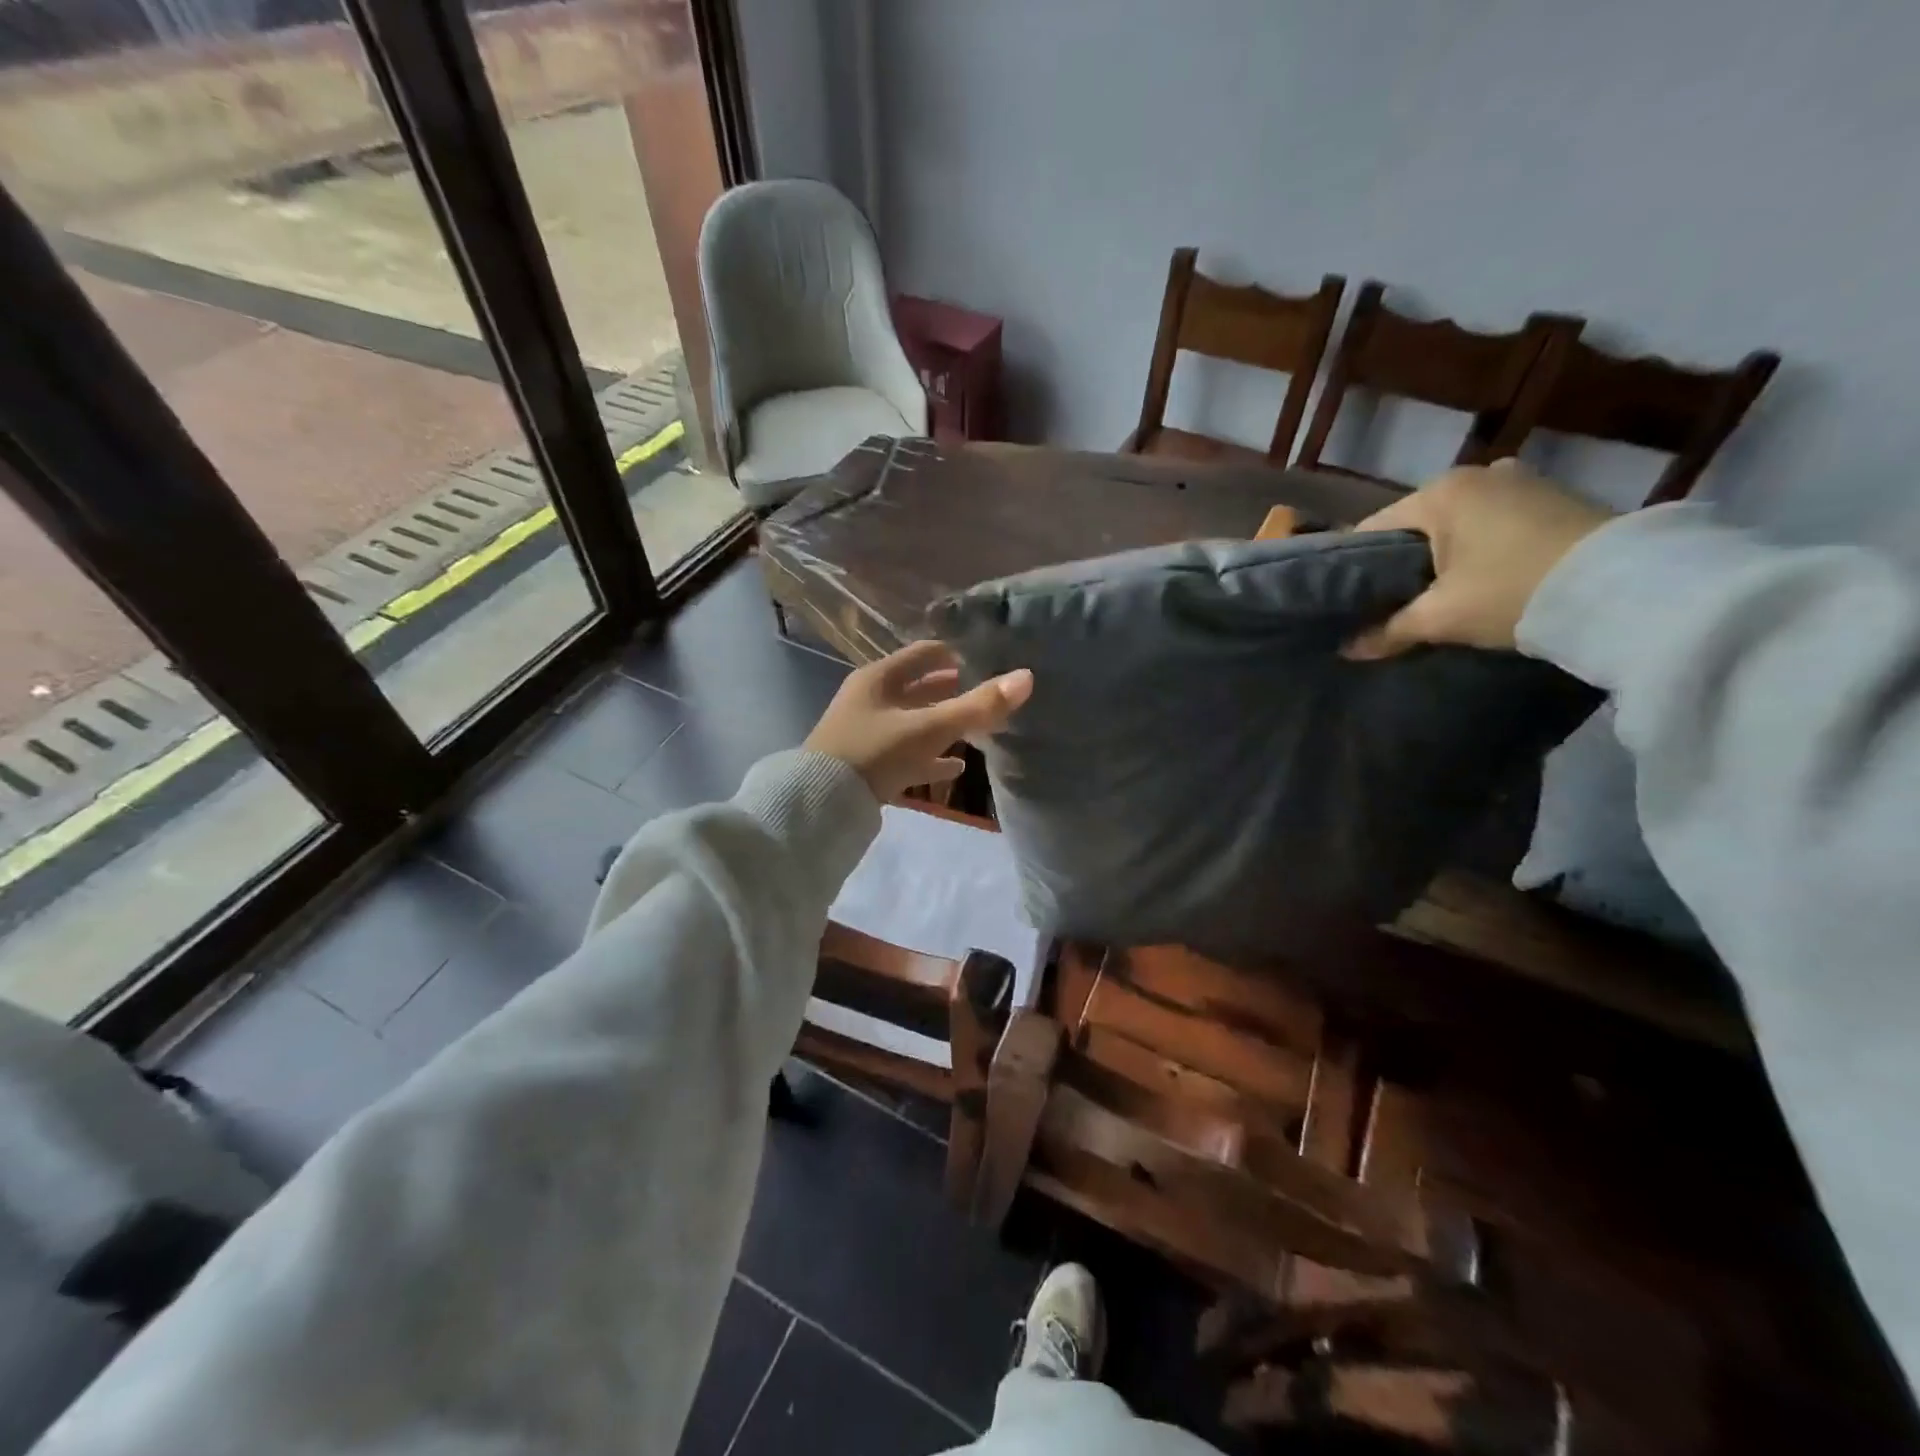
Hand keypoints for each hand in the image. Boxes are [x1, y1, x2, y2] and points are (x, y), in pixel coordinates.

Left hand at [804, 641, 1033, 800]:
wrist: (821, 804)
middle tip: (987, 693)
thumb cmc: (875, 752)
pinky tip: (956, 766)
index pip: (924, 653)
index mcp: (879, 678)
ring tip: (979, 728)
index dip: (955, 653)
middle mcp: (871, 699)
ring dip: (943, 724)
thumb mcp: (928, 728)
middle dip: (952, 690)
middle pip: (919, 688)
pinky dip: (931, 756)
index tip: (986, 658)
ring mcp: (867, 733)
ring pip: (914, 722)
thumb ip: (977, 707)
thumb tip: (1026, 677)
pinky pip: (907, 754)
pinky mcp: (868, 764)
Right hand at [1343, 460, 1613, 658]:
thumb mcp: (1441, 617)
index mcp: (1440, 492)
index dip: (1356, 569)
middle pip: (1416, 526)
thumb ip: (1388, 630)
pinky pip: (1495, 523)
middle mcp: (1477, 474)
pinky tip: (1483, 580)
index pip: (1372, 530)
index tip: (1351, 601)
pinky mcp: (1555, 497)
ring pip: (1457, 525)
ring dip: (1444, 557)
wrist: (1627, 588)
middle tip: (1392, 605)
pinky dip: (1481, 549)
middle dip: (1402, 564)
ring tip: (1438, 596)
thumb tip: (1348, 649)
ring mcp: (1521, 481)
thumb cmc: (1512, 591)